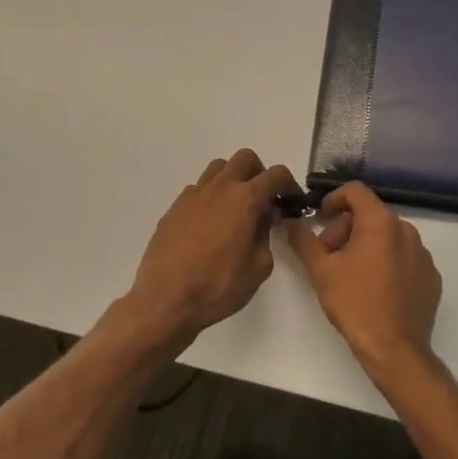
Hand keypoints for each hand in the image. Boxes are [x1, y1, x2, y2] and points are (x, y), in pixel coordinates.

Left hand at [125, 149, 299, 344]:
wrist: (165, 299)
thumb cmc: (218, 286)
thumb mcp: (259, 267)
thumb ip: (266, 234)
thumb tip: (262, 217)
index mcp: (245, 199)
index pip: (276, 175)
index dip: (289, 185)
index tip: (291, 201)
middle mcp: (220, 188)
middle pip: (246, 158)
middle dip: (260, 173)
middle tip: (264, 199)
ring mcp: (193, 195)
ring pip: (219, 168)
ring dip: (233, 179)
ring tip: (236, 207)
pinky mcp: (175, 207)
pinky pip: (199, 188)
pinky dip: (211, 195)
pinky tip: (210, 223)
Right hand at [284, 183, 441, 375]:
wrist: (395, 349)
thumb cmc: (355, 304)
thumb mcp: (321, 270)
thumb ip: (304, 240)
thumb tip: (292, 223)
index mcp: (381, 222)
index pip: (356, 191)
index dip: (333, 199)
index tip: (320, 218)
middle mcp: (406, 230)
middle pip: (370, 215)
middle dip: (345, 229)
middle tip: (328, 255)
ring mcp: (423, 254)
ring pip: (388, 237)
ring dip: (366, 246)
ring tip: (350, 275)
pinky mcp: (431, 276)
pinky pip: (404, 258)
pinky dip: (387, 263)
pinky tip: (374, 289)